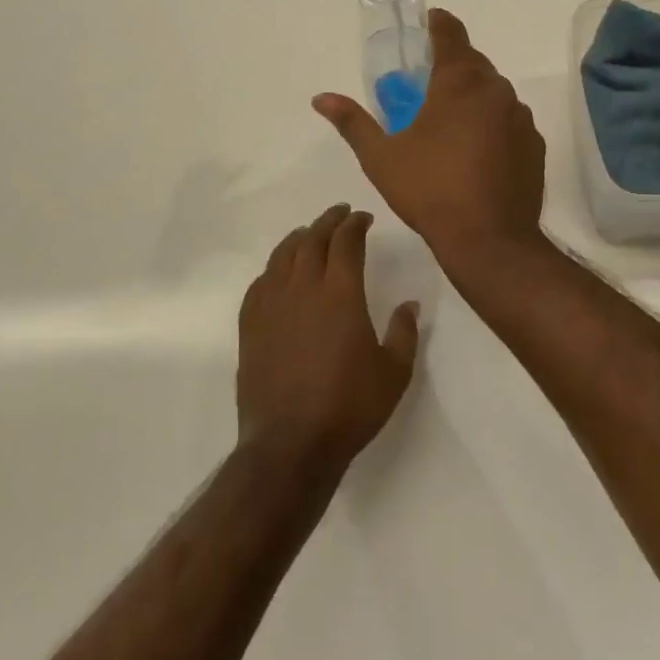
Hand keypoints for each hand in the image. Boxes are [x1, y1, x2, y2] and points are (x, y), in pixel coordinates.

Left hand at [237, 204, 419, 473]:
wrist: (291, 445)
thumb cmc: (349, 407)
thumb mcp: (394, 373)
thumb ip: (404, 332)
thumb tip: (409, 304)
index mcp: (341, 294)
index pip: (346, 242)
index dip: (355, 224)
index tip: (364, 218)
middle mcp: (303, 289)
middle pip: (312, 239)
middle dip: (328, 221)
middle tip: (340, 214)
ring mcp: (272, 306)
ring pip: (283, 255)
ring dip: (300, 238)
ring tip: (310, 234)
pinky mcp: (250, 326)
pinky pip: (261, 282)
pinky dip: (274, 268)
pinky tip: (280, 273)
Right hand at [313, 9, 546, 268]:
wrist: (490, 240)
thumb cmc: (430, 191)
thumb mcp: (381, 157)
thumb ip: (353, 122)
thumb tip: (321, 98)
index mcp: (459, 82)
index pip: (451, 34)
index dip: (438, 24)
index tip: (428, 23)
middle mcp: (496, 90)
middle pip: (474, 62)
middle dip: (452, 64)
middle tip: (427, 82)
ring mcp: (520, 117)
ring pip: (494, 92)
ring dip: (473, 95)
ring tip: (450, 121)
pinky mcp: (535, 144)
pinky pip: (510, 120)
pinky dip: (493, 123)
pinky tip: (477, 150)